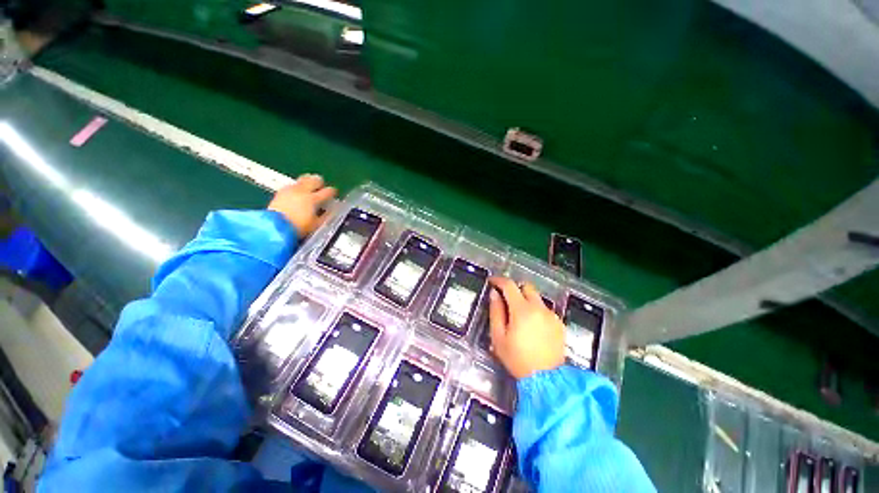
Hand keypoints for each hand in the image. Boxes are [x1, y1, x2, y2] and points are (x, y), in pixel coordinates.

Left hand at [268, 174, 336, 236]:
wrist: (274, 227)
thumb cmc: (298, 227)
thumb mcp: (316, 224)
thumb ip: (326, 215)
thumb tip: (333, 210)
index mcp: (314, 199)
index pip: (328, 192)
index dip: (333, 192)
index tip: (334, 193)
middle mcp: (302, 191)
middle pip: (314, 179)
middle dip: (319, 182)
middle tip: (321, 185)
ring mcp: (290, 190)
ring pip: (302, 179)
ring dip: (307, 182)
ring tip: (309, 187)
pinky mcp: (280, 192)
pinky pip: (292, 185)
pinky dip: (297, 187)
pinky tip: (297, 192)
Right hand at [488, 277, 565, 379]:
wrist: (546, 379)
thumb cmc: (517, 359)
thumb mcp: (498, 337)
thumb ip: (495, 312)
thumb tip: (494, 294)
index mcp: (522, 310)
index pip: (509, 285)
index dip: (498, 280)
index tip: (492, 281)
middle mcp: (539, 307)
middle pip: (526, 286)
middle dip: (514, 288)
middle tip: (506, 298)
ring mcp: (551, 315)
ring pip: (536, 298)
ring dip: (526, 300)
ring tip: (519, 316)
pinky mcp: (559, 323)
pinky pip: (545, 309)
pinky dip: (536, 311)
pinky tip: (533, 326)